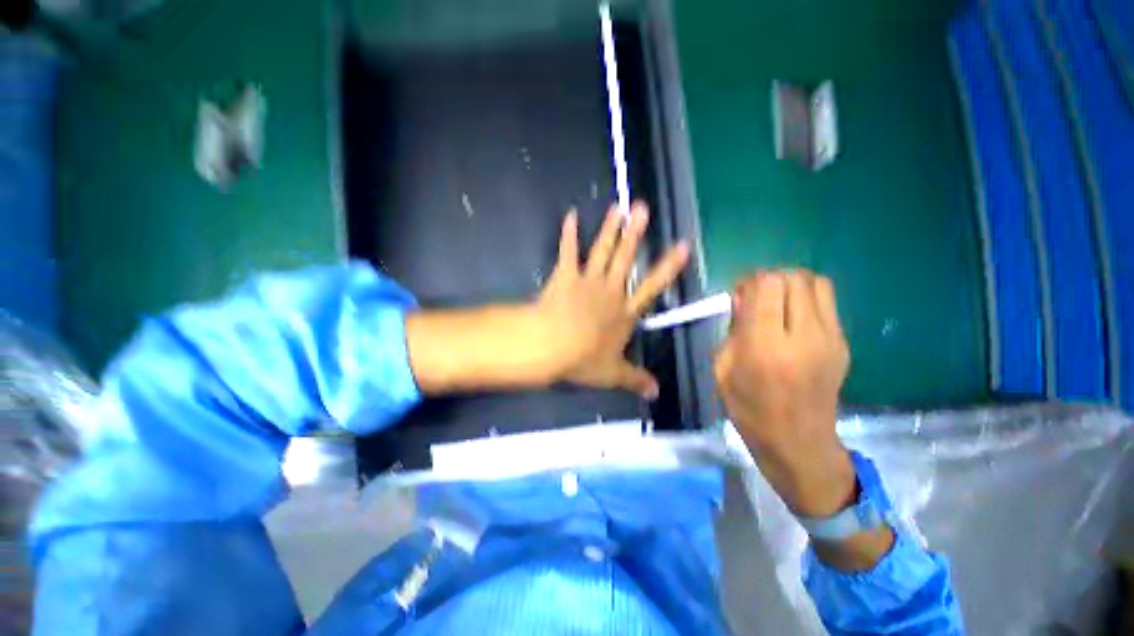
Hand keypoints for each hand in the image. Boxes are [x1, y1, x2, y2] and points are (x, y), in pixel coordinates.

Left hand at [535, 202, 688, 397]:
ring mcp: (587, 281)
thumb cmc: (584, 360)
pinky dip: (568, 234)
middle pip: (626, 259)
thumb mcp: (613, 374)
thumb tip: (656, 392)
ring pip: (602, 250)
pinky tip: (570, 215)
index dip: (668, 267)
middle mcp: (610, 291)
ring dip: (611, 228)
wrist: (553, 346)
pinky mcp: (565, 276)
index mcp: (624, 312)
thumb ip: (635, 380)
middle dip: (635, 234)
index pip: (652, 287)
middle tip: (643, 208)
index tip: (682, 245)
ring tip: (618, 206)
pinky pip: (568, 252)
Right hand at [714, 270, 854, 516]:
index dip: (750, 281)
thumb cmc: (749, 409)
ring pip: (817, 282)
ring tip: (777, 301)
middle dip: (770, 278)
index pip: (767, 286)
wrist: (798, 443)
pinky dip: (807, 298)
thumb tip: (742, 298)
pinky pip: (827, 302)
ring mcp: (830, 339)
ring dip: (792, 283)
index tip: (740, 295)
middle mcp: (803, 337)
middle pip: (794, 278)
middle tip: (757, 297)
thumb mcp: (723, 368)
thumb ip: (732, 329)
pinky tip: (793, 317)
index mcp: (765, 346)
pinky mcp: (843, 343)